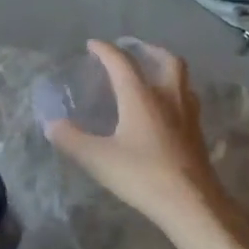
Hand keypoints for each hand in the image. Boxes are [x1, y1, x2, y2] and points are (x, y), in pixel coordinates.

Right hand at [45, 40, 248, 244]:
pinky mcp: (197, 134)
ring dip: (166, 70)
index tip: (92, 45)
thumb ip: (71, 139)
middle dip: (148, 50)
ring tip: (151, 76)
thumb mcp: (97, 158)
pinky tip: (165, 111)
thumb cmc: (142, 175)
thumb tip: (51, 124)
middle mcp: (168, 98)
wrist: (191, 204)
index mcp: (141, 97)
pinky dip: (175, 94)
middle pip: (166, 60)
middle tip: (132, 51)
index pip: (122, 63)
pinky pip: (187, 101)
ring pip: (182, 79)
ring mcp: (188, 115)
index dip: (105, 50)